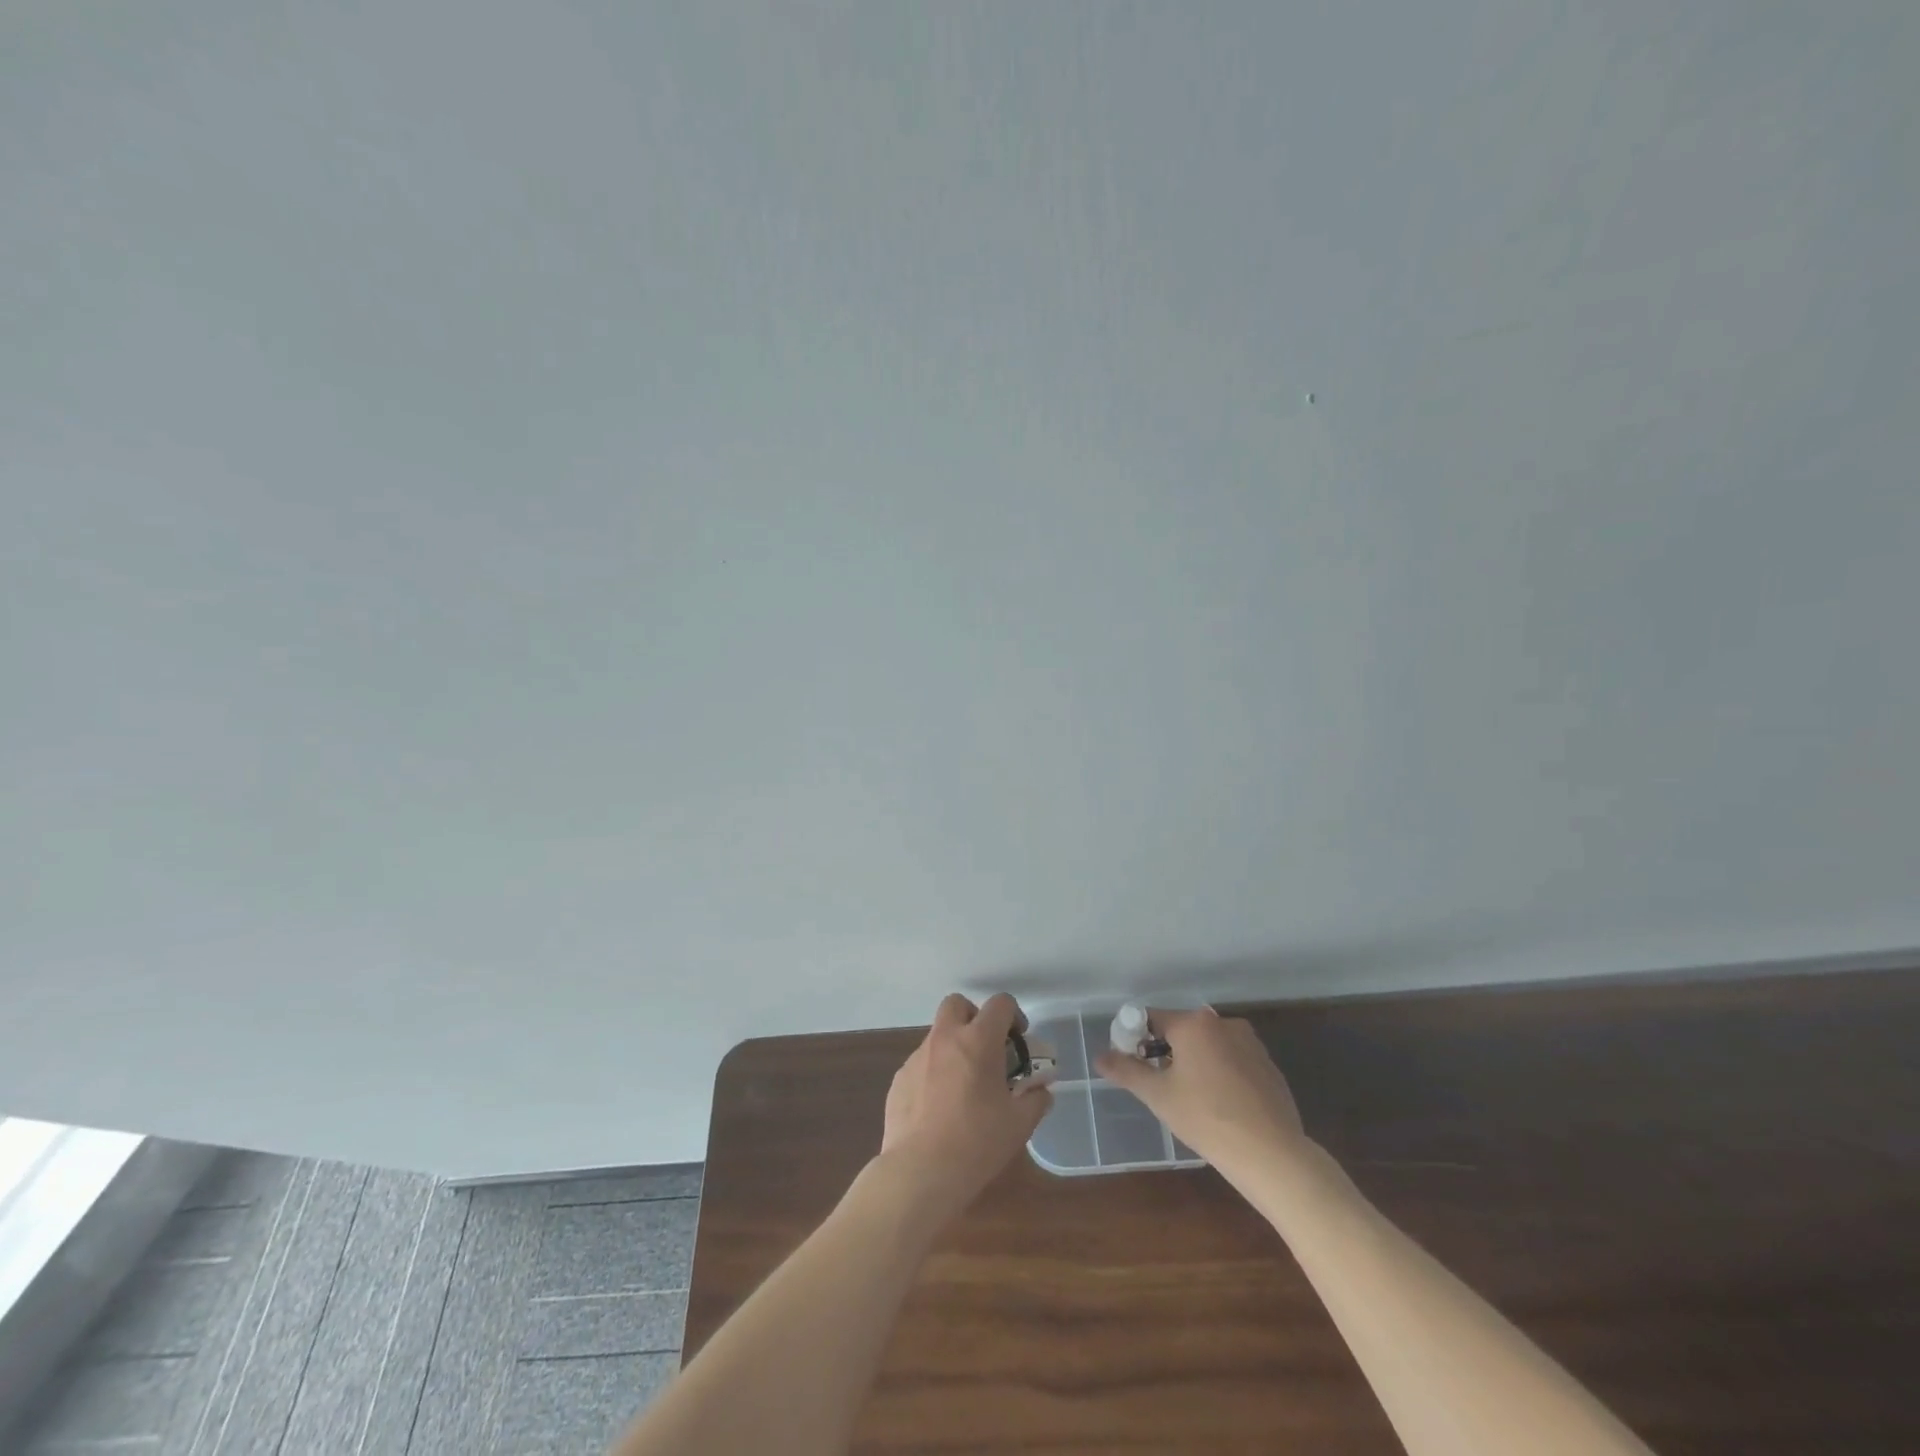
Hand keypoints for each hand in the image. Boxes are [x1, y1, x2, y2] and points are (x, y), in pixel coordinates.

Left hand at [879, 993, 1053, 1217]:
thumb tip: (1042, 1091)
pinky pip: (921, 1063)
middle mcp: (945, 1038)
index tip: (1018, 1041)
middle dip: (974, 1017)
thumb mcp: (1019, 1124)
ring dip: (953, 1047)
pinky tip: (939, 1107)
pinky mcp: (899, 1078)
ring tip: (963, 1085)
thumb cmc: (977, 1143)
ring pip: (937, 1035)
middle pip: (957, 1003)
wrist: (920, 1171)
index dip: (1013, 1015)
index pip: (1000, 1003)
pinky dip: (934, 1073)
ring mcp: (917, 1057)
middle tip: (986, 1048)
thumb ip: (1035, 1100)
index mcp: (978, 1041)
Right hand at [1095, 1007, 1307, 1174]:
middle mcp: (1222, 1023)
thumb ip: (1126, 1071)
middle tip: (1159, 1086)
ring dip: (1194, 1062)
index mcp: (1193, 1024)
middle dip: (1166, 1052)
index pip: (1151, 1018)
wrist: (1272, 1154)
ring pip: (1208, 1045)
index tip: (1132, 1065)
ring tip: (1191, 1098)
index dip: (1135, 1038)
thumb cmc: (1206, 1119)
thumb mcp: (1158, 1096)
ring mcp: (1250, 1043)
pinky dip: (1220, 1073)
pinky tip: (1221, 1105)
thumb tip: (1099, 1056)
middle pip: (1181, 1030)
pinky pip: (1232, 1060)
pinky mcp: (1268, 1065)